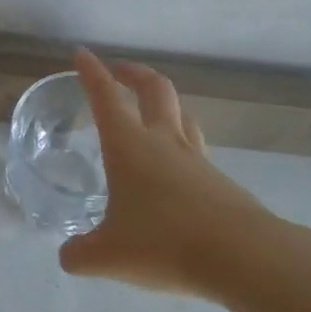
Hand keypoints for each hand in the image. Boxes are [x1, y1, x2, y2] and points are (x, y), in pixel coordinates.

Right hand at [58, 49, 269, 298]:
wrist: (242, 256)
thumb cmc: (165, 244)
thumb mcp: (108, 256)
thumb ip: (80, 254)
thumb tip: (68, 256)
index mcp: (129, 145)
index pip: (106, 96)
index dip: (92, 73)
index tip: (82, 54)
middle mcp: (163, 141)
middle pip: (153, 89)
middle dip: (134, 74)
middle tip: (119, 72)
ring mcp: (196, 157)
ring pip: (180, 113)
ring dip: (162, 104)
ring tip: (149, 114)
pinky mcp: (219, 180)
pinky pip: (195, 148)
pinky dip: (180, 143)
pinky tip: (173, 169)